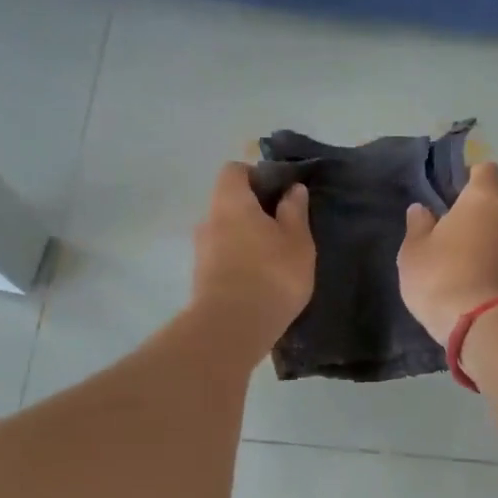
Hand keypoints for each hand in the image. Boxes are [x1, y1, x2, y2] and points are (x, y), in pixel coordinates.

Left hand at [191, 163, 314, 347]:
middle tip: (284, 227)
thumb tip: (293, 189)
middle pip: (229, 201)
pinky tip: (261, 278)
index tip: (281, 193)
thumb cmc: (271, 274)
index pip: (234, 170)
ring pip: (226, 231)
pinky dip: (240, 260)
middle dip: (255, 210)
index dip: (257, 176)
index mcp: (230, 201)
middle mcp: (208, 219)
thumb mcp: (297, 240)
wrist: (232, 327)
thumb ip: (295, 211)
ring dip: (247, 238)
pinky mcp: (201, 277)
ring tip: (275, 257)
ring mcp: (201, 250)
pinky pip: (223, 256)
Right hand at [398, 161, 497, 345]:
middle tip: (445, 233)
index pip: (486, 171)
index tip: (450, 192)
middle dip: (473, 216)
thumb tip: (422, 210)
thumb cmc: (443, 277)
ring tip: (455, 266)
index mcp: (485, 200)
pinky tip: (468, 287)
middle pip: (494, 206)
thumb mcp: (415, 252)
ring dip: (483, 245)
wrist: (486, 329)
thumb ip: (418, 227)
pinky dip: (490, 269)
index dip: (469, 176)